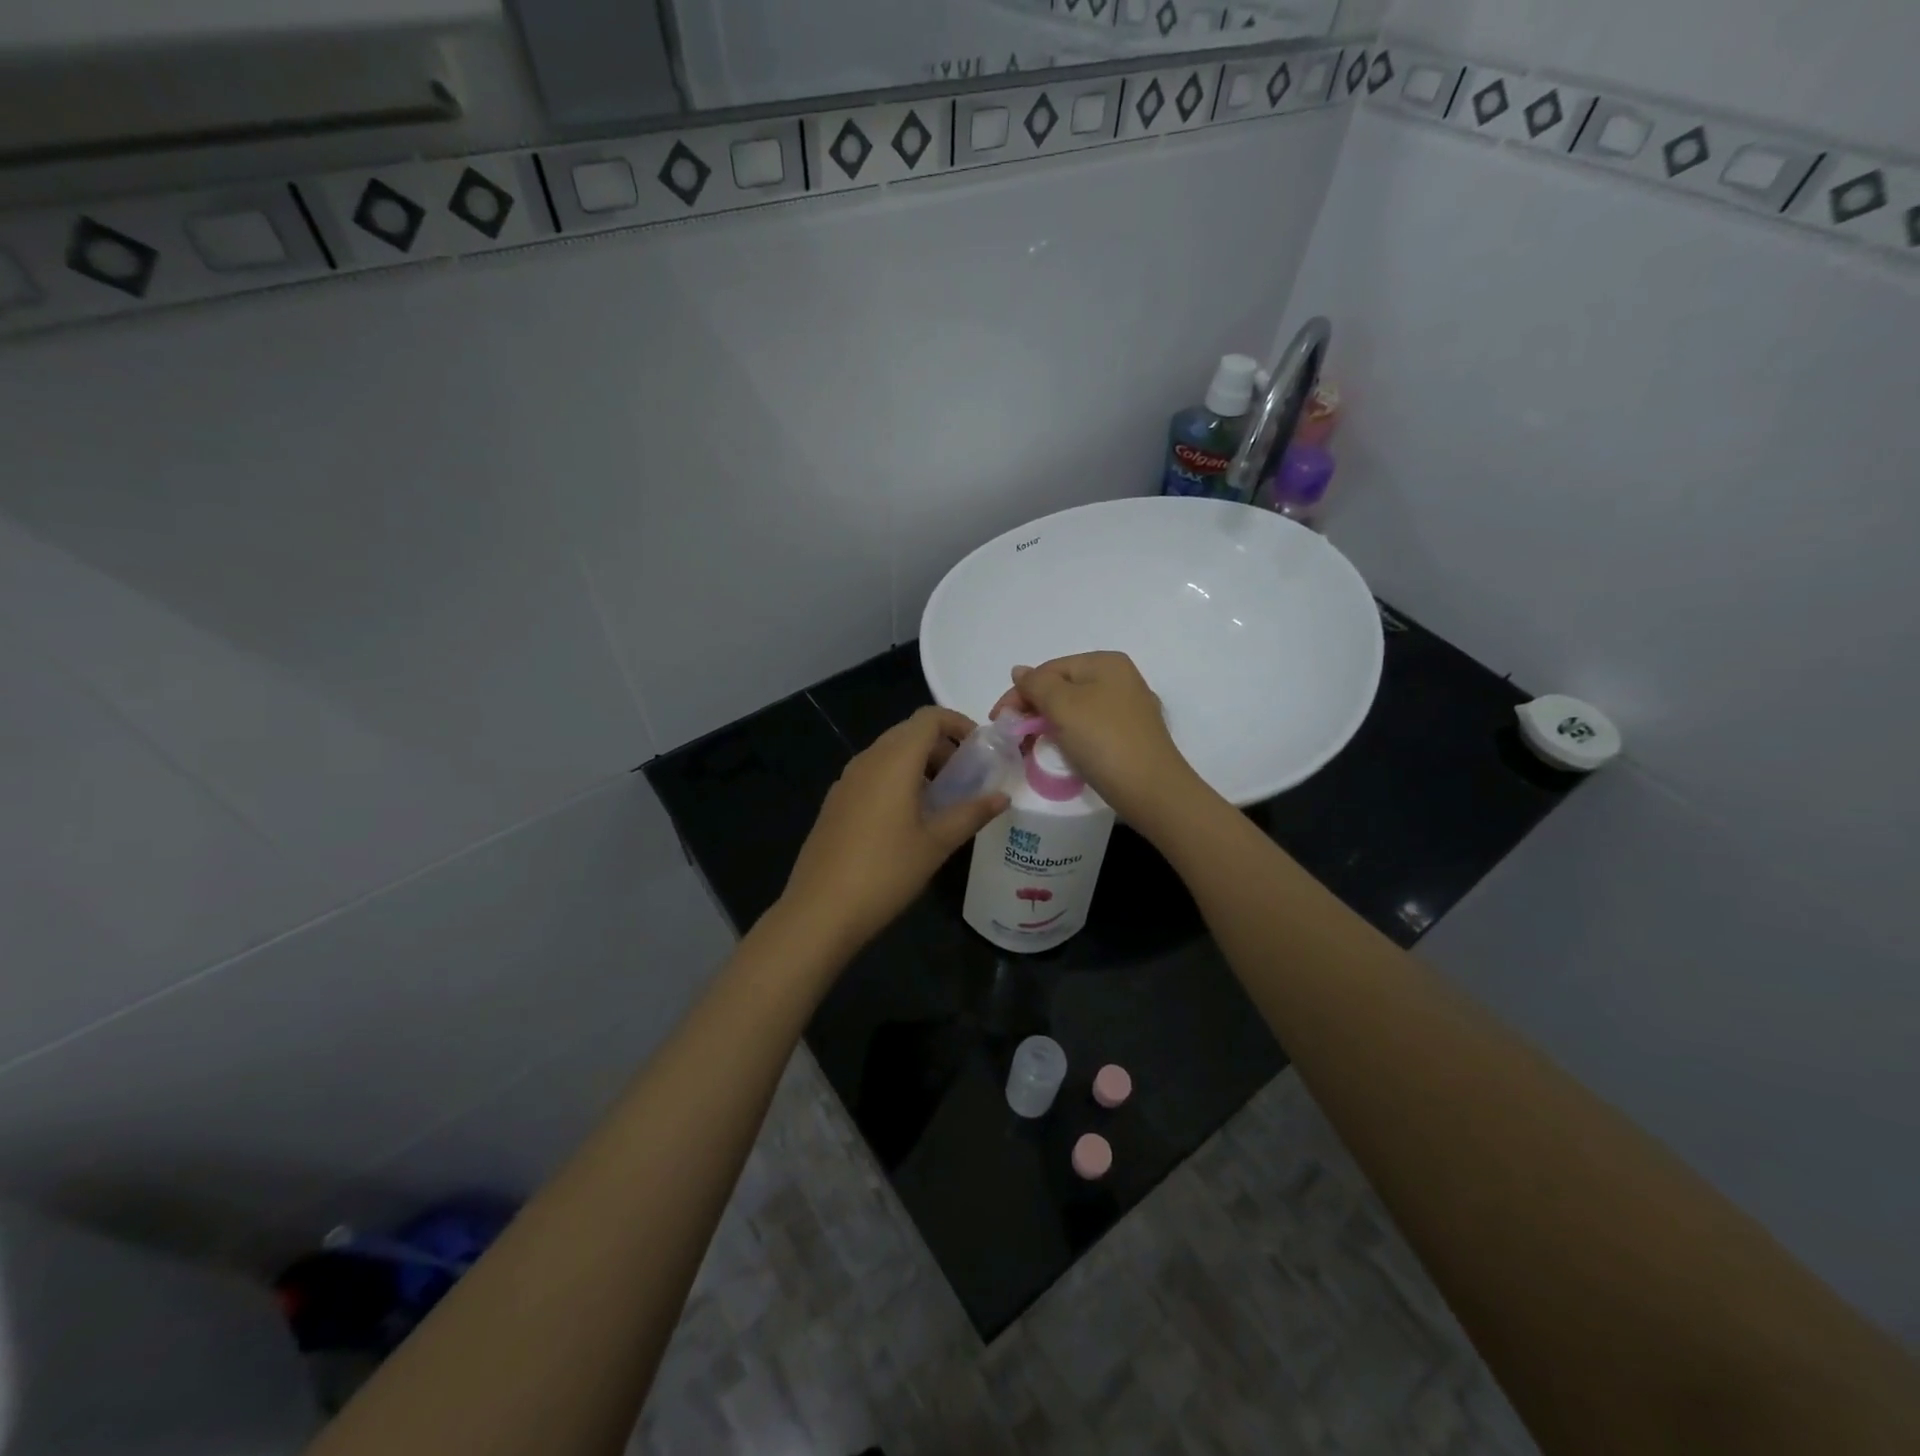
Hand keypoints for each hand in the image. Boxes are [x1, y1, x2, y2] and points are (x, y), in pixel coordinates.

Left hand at [781, 706, 1008, 952]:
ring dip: (918, 764)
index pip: (929, 718)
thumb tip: (1003, 797)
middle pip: (908, 732)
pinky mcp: (835, 802)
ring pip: (888, 754)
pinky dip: (896, 780)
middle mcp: (867, 760)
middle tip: (965, 778)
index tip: (979, 749)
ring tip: (941, 800)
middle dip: (941, 746)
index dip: (958, 724)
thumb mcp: (937, 844)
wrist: (820, 910)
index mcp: (894, 761)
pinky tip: (906, 819)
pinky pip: (871, 775)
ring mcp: (846, 781)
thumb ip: (971, 814)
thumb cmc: (886, 871)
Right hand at [991, 651, 1205, 827]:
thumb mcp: (1063, 706)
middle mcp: (1121, 679)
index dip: (1019, 693)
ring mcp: (1129, 709)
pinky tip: (1061, 754)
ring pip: (1075, 711)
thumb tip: (1020, 671)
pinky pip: (1090, 730)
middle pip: (1062, 688)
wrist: (1151, 791)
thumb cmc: (1104, 740)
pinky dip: (1070, 738)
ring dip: (1049, 726)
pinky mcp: (1131, 737)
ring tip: (1031, 749)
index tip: (998, 721)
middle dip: (1033, 710)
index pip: (1049, 669)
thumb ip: (1036, 685)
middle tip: (1013, 738)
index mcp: (1105, 663)